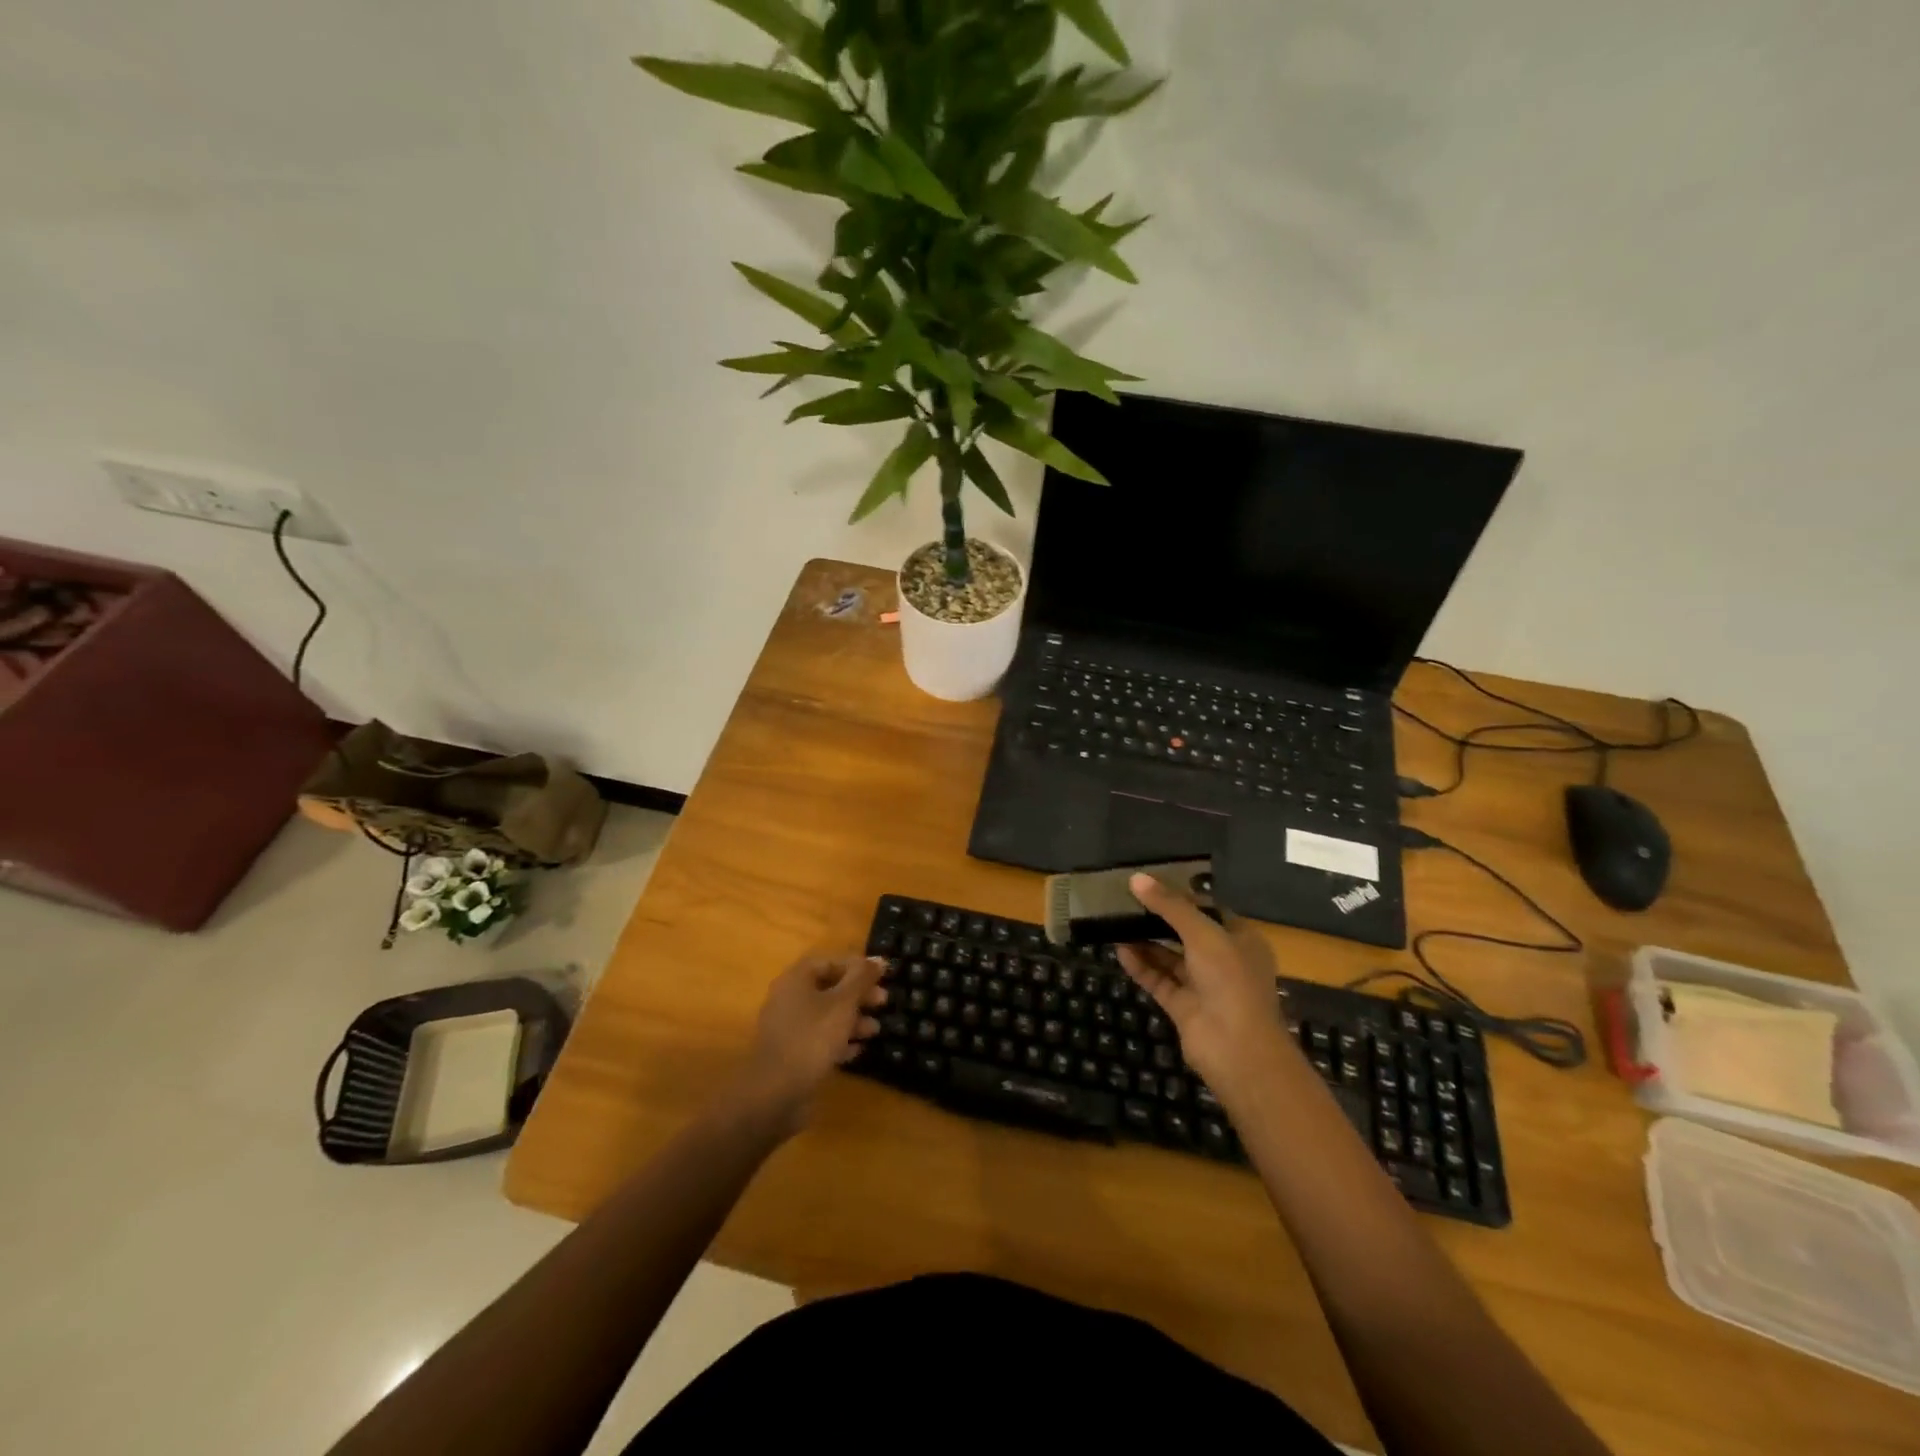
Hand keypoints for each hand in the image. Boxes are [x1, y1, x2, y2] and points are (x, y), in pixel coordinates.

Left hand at [735, 954, 887, 1133]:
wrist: (776, 1093)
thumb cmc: (812, 1038)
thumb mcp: (844, 1003)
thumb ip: (862, 978)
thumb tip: (879, 959)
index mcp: (796, 980)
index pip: (829, 962)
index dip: (856, 967)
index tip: (880, 977)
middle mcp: (788, 999)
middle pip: (828, 988)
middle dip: (858, 995)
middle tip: (883, 1002)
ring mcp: (787, 1028)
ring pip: (825, 1015)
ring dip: (852, 1019)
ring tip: (875, 1030)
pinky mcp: (790, 1054)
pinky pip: (818, 1039)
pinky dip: (838, 1041)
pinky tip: (857, 1051)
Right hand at [1117, 874, 1293, 1103]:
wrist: (1237, 1049)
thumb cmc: (1229, 980)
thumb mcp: (1202, 933)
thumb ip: (1170, 906)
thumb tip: (1136, 878)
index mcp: (1241, 939)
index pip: (1208, 910)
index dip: (1181, 896)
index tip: (1150, 884)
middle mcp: (1224, 961)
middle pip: (1186, 933)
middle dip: (1158, 919)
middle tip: (1127, 900)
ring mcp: (1203, 986)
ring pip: (1170, 957)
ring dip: (1146, 941)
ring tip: (1116, 922)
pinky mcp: (1183, 1007)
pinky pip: (1159, 980)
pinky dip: (1141, 966)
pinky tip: (1120, 950)